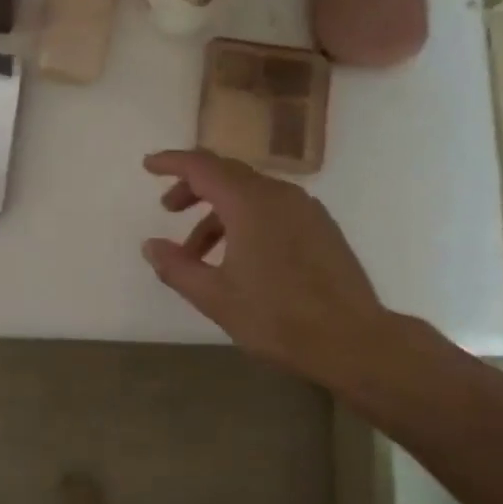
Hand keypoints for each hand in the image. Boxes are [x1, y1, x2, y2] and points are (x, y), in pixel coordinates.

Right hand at [142, 149, 410, 389]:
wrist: (354, 341)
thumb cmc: (278, 318)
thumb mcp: (215, 297)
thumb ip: (177, 267)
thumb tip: (150, 246)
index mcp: (249, 202)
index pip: (201, 166)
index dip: (171, 162)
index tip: (148, 165)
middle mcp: (278, 194)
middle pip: (226, 173)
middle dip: (193, 187)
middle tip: (168, 210)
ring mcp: (305, 208)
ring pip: (250, 193)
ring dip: (218, 212)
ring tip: (197, 252)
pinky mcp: (320, 226)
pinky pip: (272, 208)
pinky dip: (245, 219)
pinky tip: (238, 256)